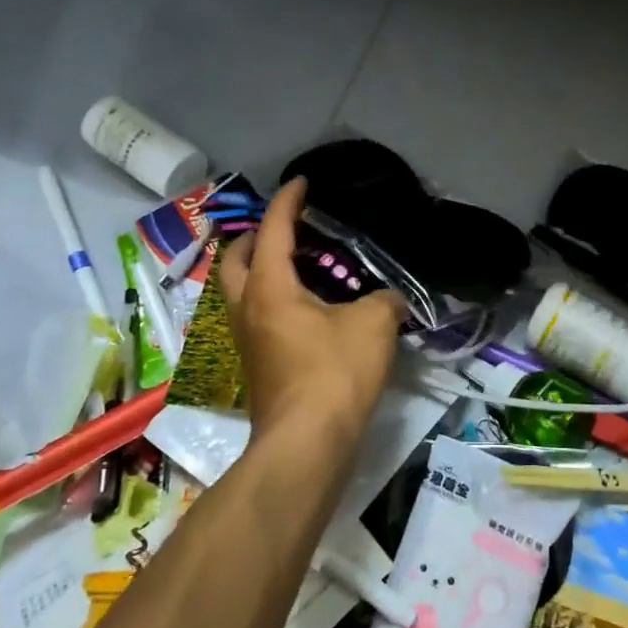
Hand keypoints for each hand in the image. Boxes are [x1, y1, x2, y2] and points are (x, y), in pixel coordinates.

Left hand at [218, 177, 406, 444]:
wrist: (307, 444)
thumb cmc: (334, 373)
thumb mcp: (373, 324)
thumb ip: (384, 300)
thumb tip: (391, 299)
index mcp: (269, 287)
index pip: (273, 229)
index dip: (287, 201)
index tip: (301, 182)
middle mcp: (247, 309)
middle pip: (236, 259)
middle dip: (256, 236)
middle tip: (286, 227)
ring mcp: (246, 341)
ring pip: (241, 290)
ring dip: (260, 269)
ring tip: (298, 264)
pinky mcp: (257, 366)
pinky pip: (256, 315)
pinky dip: (273, 297)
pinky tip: (307, 307)